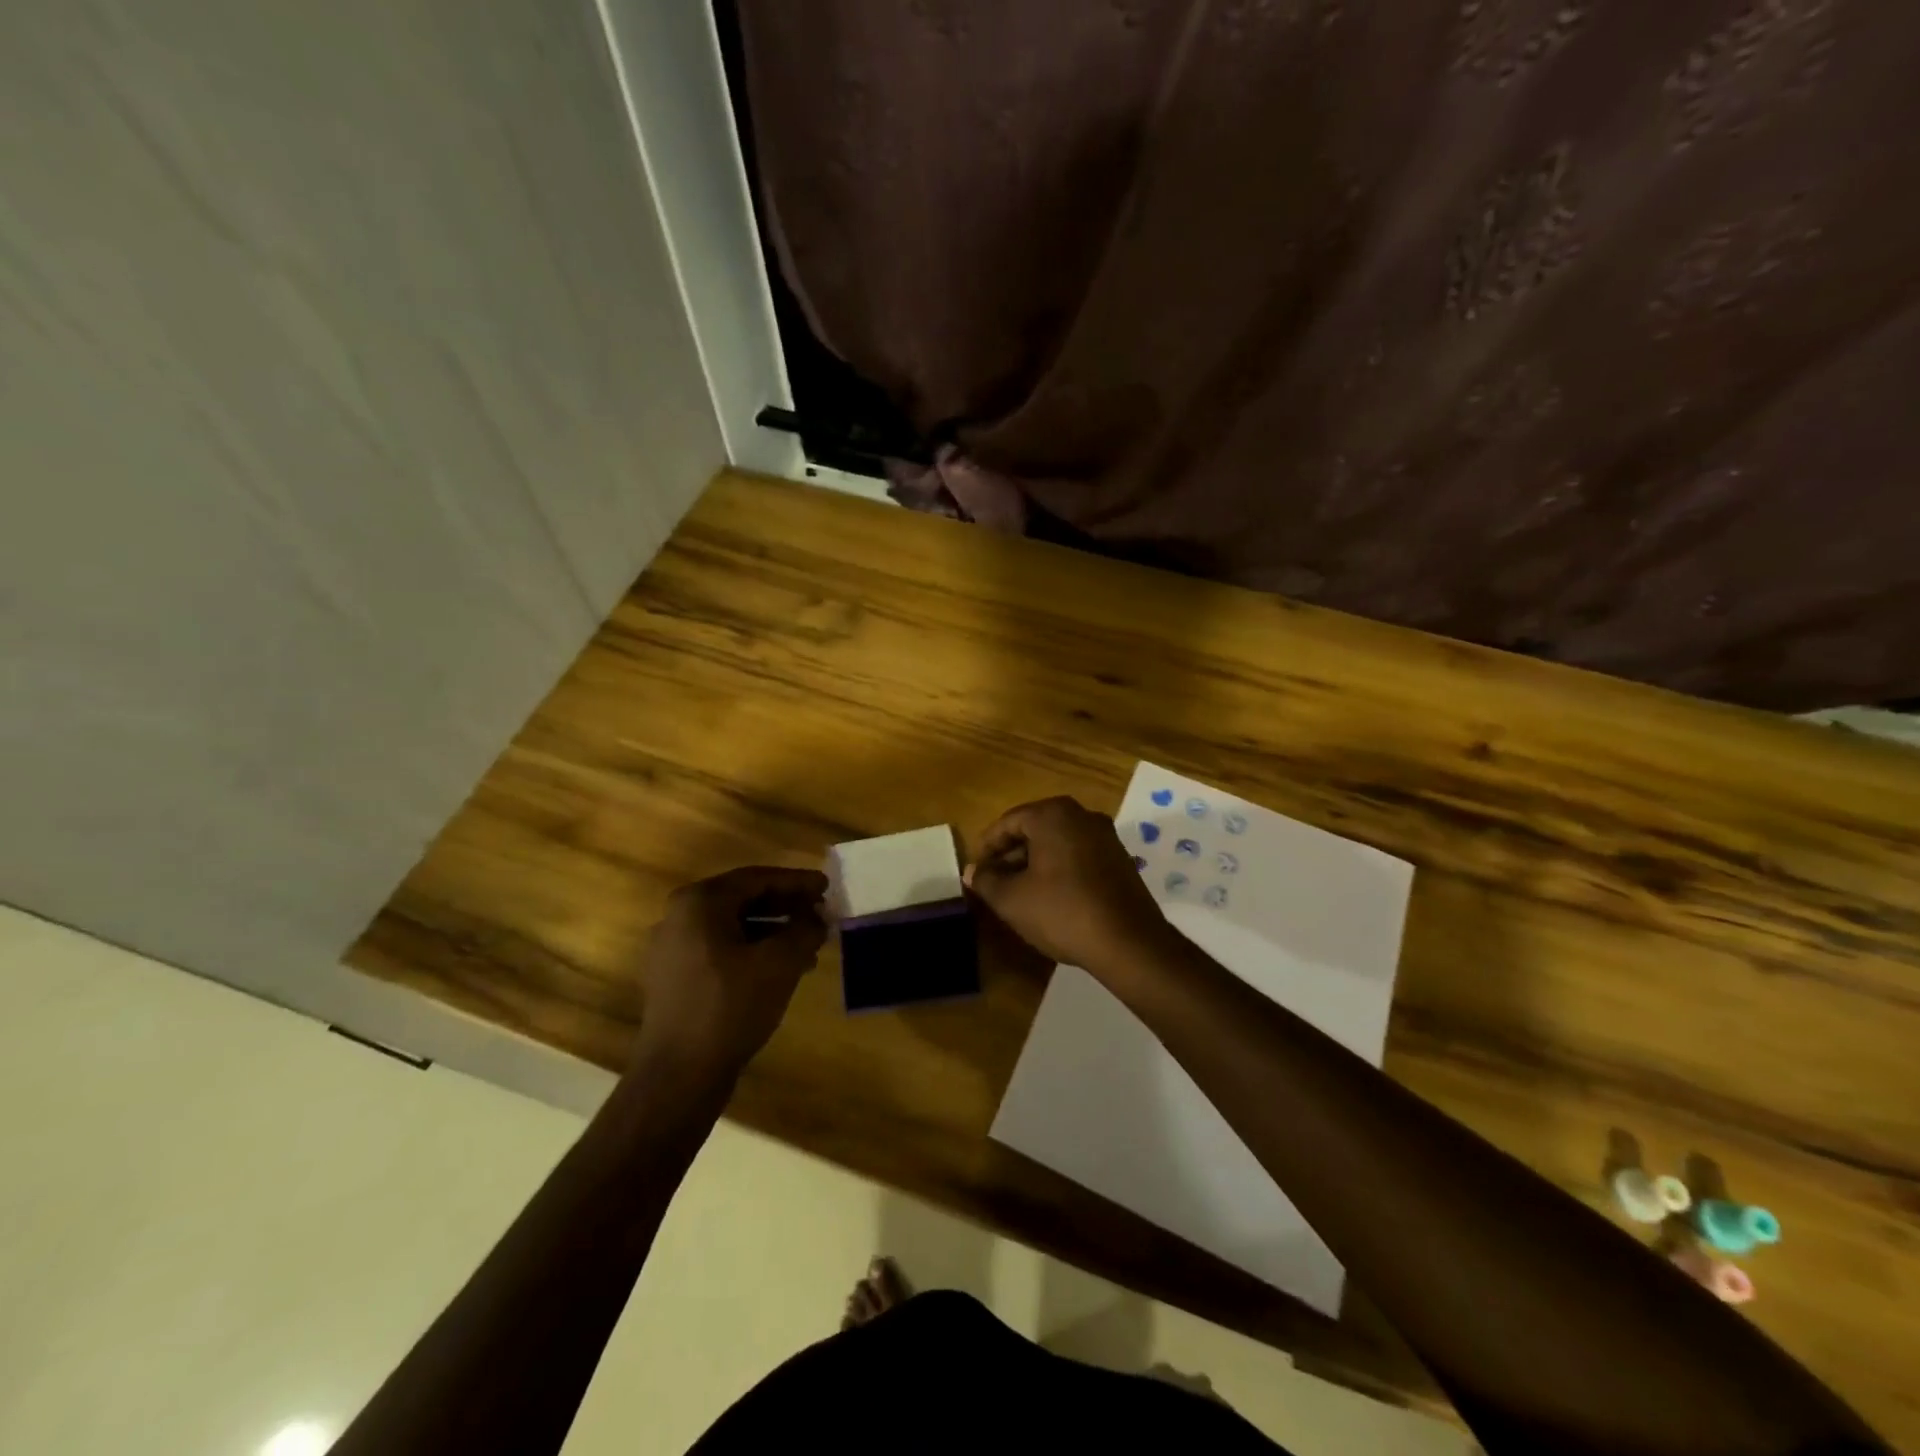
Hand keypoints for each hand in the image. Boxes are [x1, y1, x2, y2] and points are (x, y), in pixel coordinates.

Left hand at [633, 866, 828, 1081]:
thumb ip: (805, 929)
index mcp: (700, 902)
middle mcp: (679, 916)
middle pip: (743, 899)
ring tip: (809, 944)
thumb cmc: (731, 1006)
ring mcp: (672, 949)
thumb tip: (818, 917)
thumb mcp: (780, 962)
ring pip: (734, 927)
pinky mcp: (674, 978)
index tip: (827, 887)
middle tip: (820, 912)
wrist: (679, 1074)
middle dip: (786, 906)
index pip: (757, 879)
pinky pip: (721, 950)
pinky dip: (753, 951)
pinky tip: (782, 968)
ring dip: (773, 931)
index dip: (797, 882)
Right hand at [965, 797, 1170, 973]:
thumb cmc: (1062, 911)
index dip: (987, 847)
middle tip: (994, 883)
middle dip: (1011, 855)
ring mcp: (1106, 837)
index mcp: (1053, 815)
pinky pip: (1079, 856)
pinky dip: (1060, 870)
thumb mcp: (1012, 899)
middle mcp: (1082, 816)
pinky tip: (1051, 899)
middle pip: (1035, 830)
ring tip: (1019, 894)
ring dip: (1035, 864)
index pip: (1008, 822)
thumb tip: (972, 871)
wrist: (1129, 943)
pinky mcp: (1120, 860)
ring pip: (1058, 844)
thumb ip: (986, 881)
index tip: (976, 871)